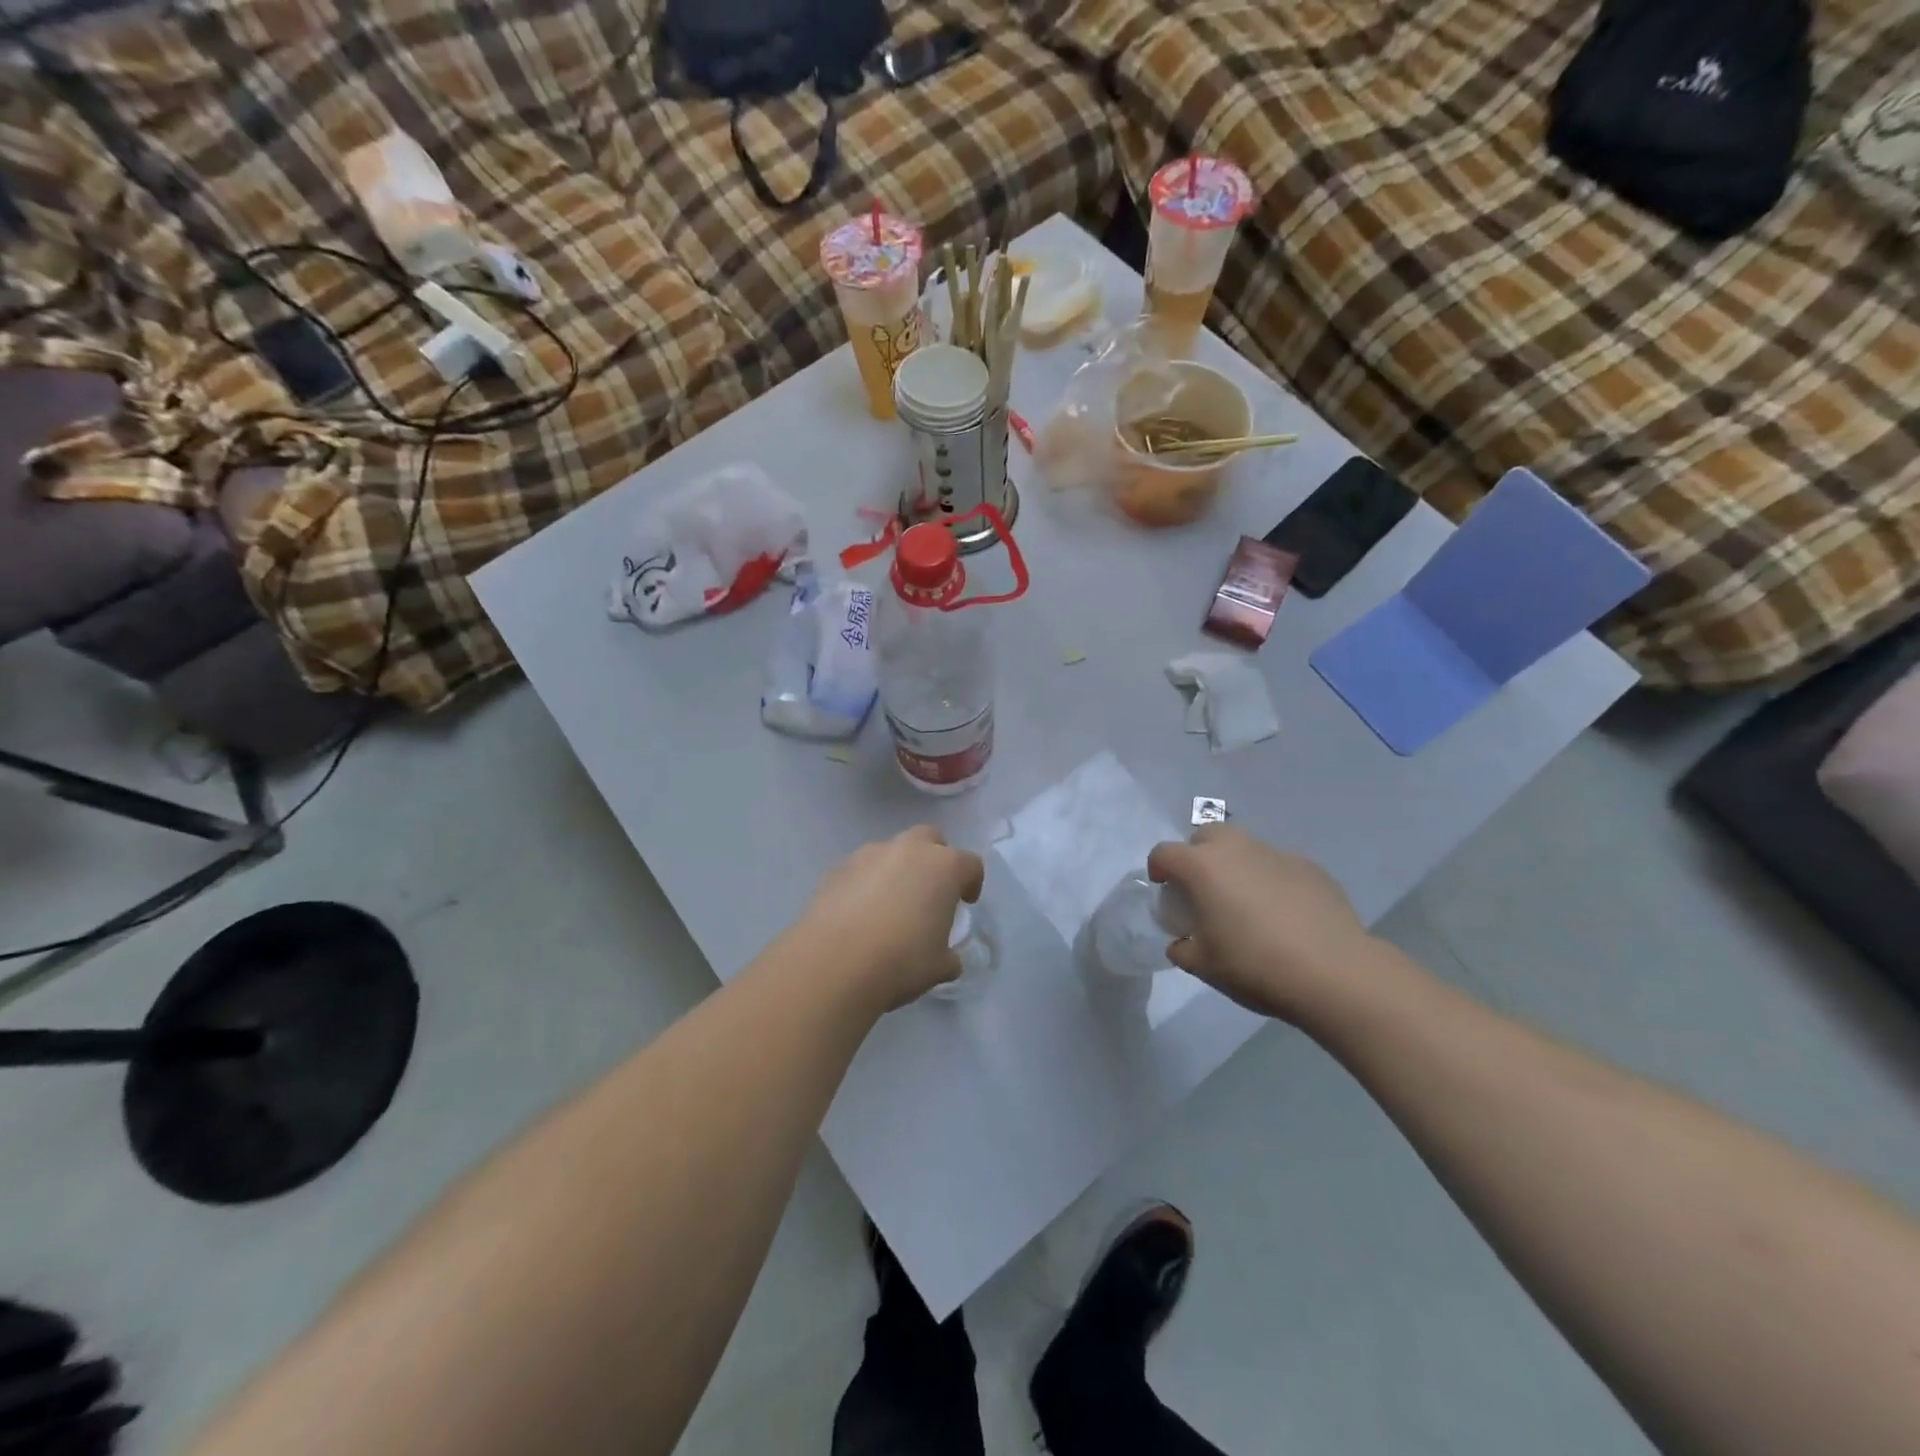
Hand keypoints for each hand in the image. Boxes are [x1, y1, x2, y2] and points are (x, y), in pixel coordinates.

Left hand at [795, 827, 984, 1012]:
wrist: (834, 962)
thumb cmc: (900, 960)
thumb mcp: (939, 966)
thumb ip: (949, 955)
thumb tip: (948, 958)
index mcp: (944, 867)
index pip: (970, 864)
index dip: (972, 882)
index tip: (965, 903)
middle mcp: (908, 849)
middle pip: (930, 838)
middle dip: (934, 858)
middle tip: (930, 890)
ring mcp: (869, 854)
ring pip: (892, 851)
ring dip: (897, 869)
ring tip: (890, 904)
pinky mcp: (838, 868)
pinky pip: (862, 868)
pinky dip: (867, 882)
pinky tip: (860, 913)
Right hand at [1147, 826, 1374, 1022]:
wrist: (1334, 972)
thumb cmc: (1255, 965)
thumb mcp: (1204, 966)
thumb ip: (1183, 949)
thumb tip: (1183, 943)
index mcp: (1202, 867)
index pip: (1164, 853)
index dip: (1158, 870)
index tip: (1164, 890)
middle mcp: (1236, 849)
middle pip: (1205, 836)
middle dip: (1198, 856)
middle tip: (1204, 891)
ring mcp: (1276, 854)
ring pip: (1245, 847)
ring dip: (1236, 866)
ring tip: (1246, 903)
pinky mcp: (1310, 867)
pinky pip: (1278, 866)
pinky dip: (1271, 880)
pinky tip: (1284, 914)